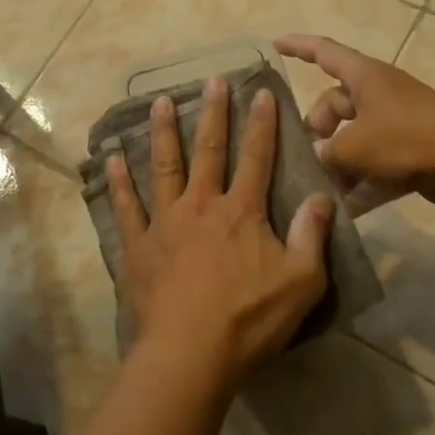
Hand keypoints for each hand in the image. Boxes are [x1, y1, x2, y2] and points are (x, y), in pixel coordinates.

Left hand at [106, 77, 332, 389]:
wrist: (190, 354)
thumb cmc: (249, 320)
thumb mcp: (302, 282)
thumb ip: (312, 235)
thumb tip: (322, 195)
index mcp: (242, 211)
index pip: (256, 157)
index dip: (261, 124)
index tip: (262, 92)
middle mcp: (202, 205)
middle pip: (208, 150)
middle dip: (212, 113)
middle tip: (212, 80)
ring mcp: (166, 222)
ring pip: (164, 166)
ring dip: (163, 132)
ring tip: (160, 102)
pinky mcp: (139, 245)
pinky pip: (127, 207)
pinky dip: (119, 182)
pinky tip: (112, 159)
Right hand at [275, 35, 434, 216]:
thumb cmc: (408, 137)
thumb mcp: (355, 145)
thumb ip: (326, 153)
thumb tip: (315, 160)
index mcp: (364, 76)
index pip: (324, 52)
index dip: (298, 46)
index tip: (273, 44)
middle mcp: (378, 95)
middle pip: (334, 105)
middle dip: (316, 130)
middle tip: (305, 156)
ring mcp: (396, 125)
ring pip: (353, 140)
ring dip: (337, 164)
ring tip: (319, 190)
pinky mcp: (410, 154)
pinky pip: (375, 167)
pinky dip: (361, 185)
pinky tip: (344, 211)